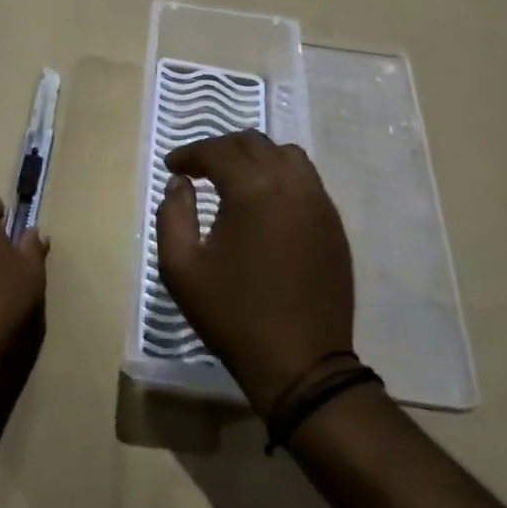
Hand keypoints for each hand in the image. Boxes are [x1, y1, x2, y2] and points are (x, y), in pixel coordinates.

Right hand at [155, 130, 354, 411]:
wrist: (301, 364)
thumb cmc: (233, 315)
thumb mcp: (181, 268)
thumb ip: (173, 215)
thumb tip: (180, 183)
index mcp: (252, 190)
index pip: (218, 151)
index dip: (190, 153)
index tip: (173, 166)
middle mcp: (291, 184)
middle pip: (253, 143)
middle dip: (221, 149)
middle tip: (198, 168)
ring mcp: (319, 202)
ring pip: (286, 155)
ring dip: (256, 156)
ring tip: (234, 178)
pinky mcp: (333, 223)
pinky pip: (307, 180)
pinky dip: (281, 175)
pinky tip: (265, 201)